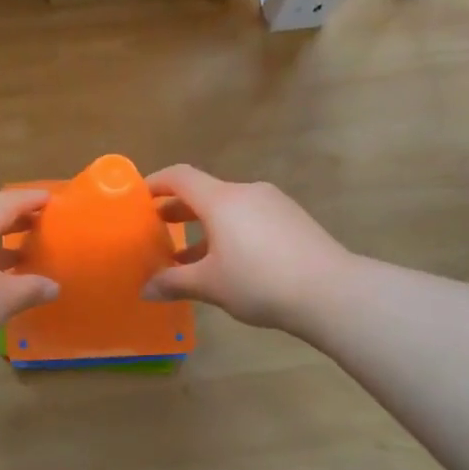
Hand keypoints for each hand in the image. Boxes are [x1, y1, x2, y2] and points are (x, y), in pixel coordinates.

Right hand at [141, 165, 352, 332]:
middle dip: (178, 210)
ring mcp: (274, 205)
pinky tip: (228, 264)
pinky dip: (230, 233)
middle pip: (204, 192)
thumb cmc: (259, 282)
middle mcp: (247, 193)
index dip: (155, 183)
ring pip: (228, 209)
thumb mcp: (210, 285)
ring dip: (204, 227)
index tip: (137, 198)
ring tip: (188, 256)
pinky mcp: (293, 220)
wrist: (331, 292)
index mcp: (221, 200)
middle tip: (156, 229)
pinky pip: (251, 219)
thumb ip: (174, 283)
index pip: (180, 177)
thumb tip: (145, 290)